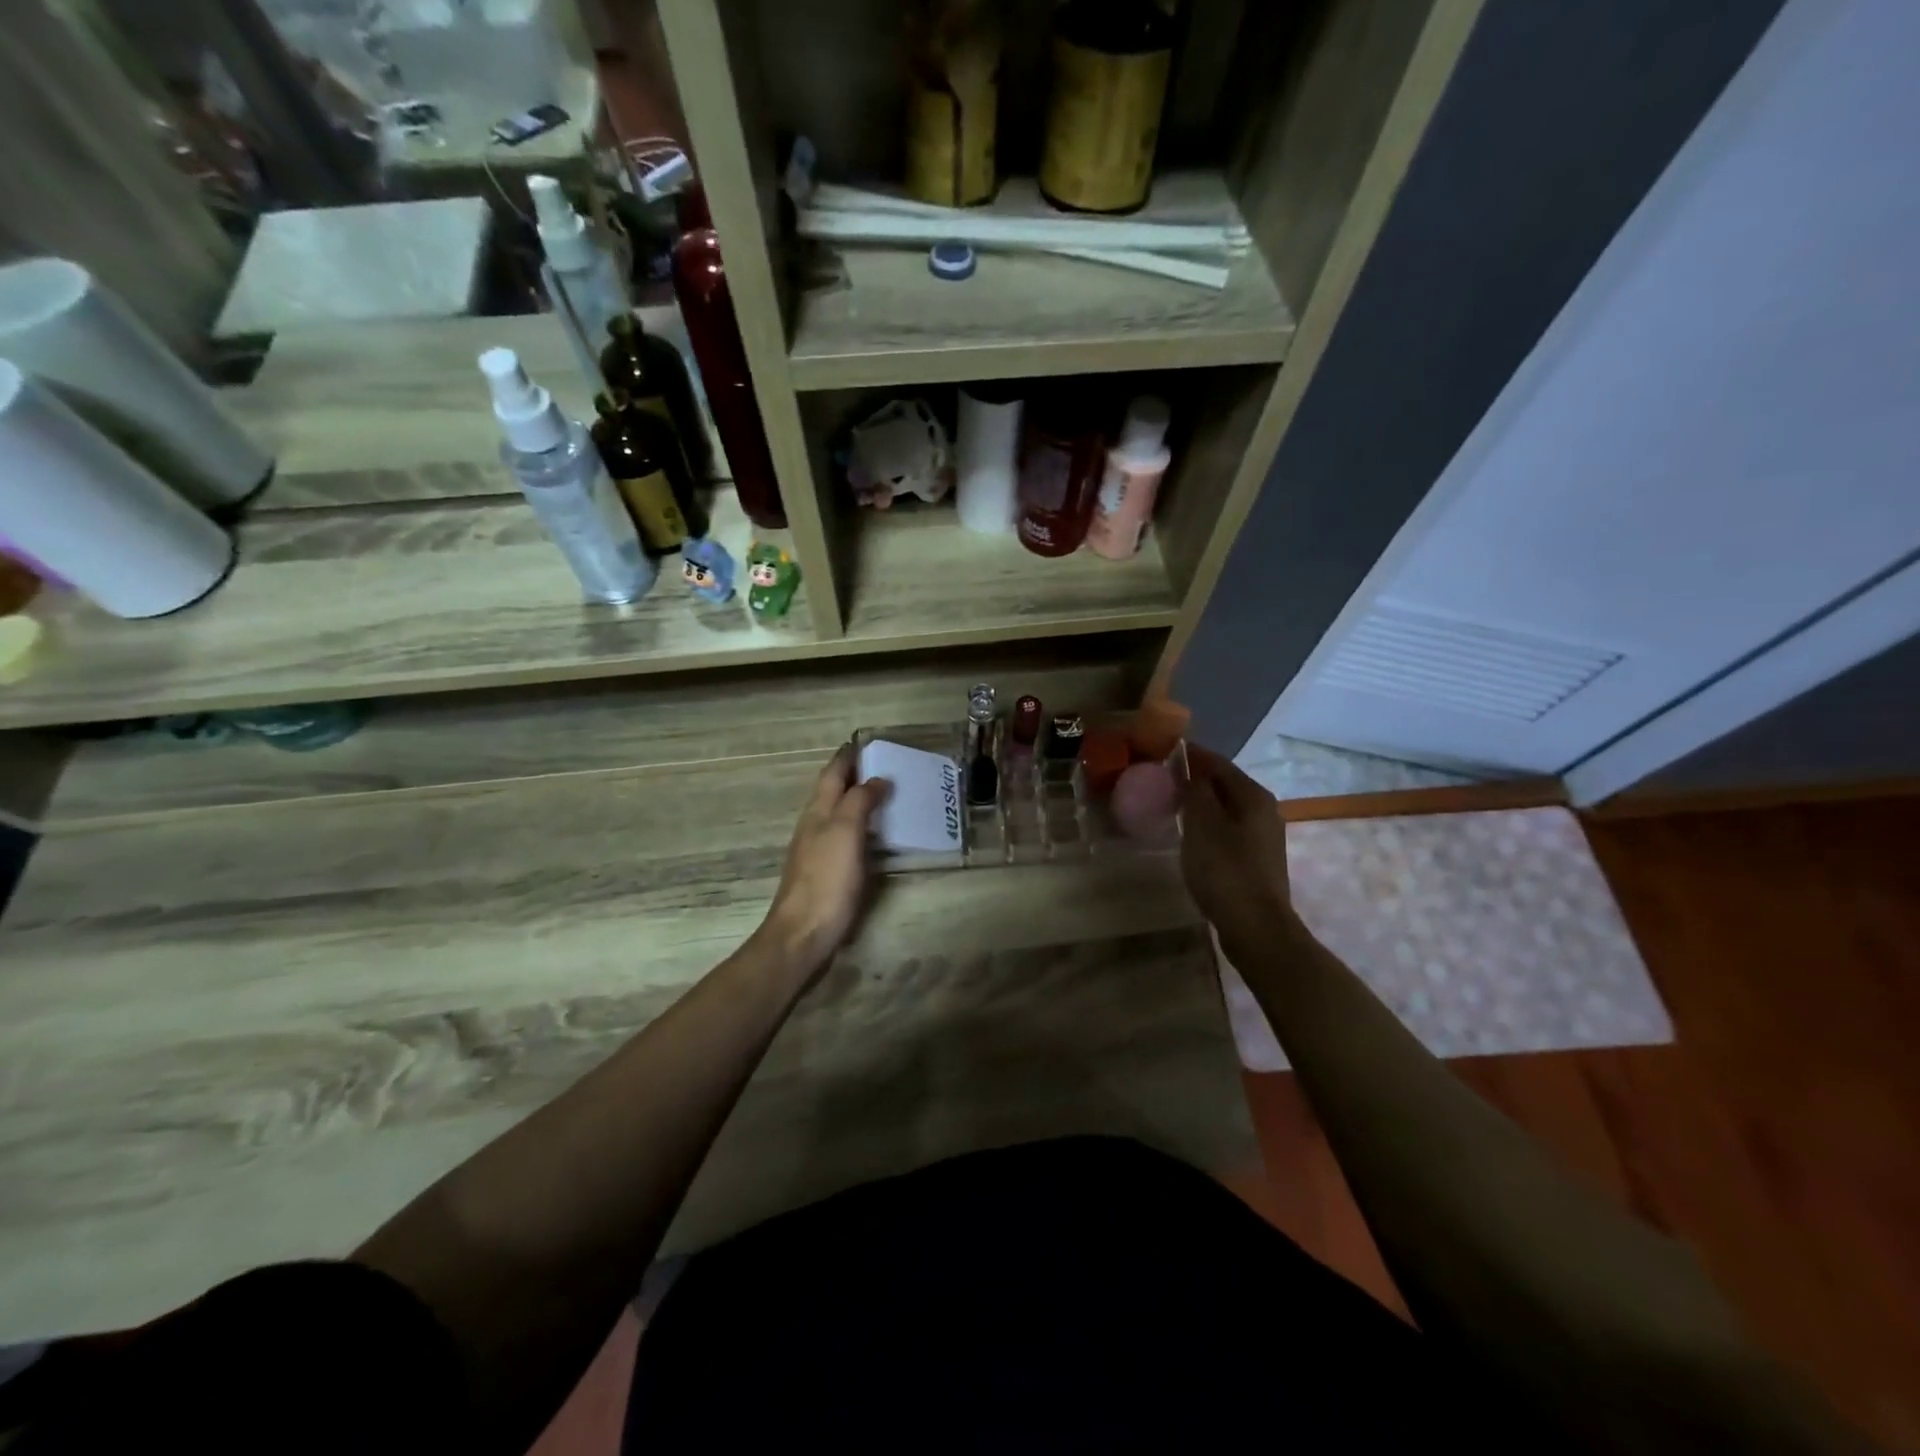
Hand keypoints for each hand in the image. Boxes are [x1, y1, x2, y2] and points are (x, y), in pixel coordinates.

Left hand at [759, 744, 886, 977]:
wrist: (804, 934)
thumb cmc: (826, 879)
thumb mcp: (845, 832)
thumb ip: (859, 802)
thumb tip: (876, 780)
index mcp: (817, 812)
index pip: (832, 774)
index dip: (847, 757)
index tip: (866, 743)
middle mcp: (814, 826)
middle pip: (833, 792)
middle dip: (854, 777)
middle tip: (886, 767)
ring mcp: (818, 851)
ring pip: (838, 815)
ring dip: (858, 801)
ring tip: (887, 796)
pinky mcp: (827, 874)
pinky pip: (846, 838)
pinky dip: (861, 827)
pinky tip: (876, 836)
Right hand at [1181, 744, 1294, 950]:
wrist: (1256, 928)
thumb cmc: (1225, 870)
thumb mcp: (1202, 824)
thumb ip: (1195, 790)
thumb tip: (1187, 766)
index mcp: (1253, 796)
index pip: (1218, 763)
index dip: (1191, 755)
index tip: (1162, 751)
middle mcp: (1264, 810)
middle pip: (1225, 784)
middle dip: (1195, 778)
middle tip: (1161, 779)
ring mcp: (1262, 836)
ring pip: (1226, 808)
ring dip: (1200, 803)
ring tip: (1170, 804)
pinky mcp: (1255, 859)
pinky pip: (1227, 829)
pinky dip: (1207, 824)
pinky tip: (1190, 835)